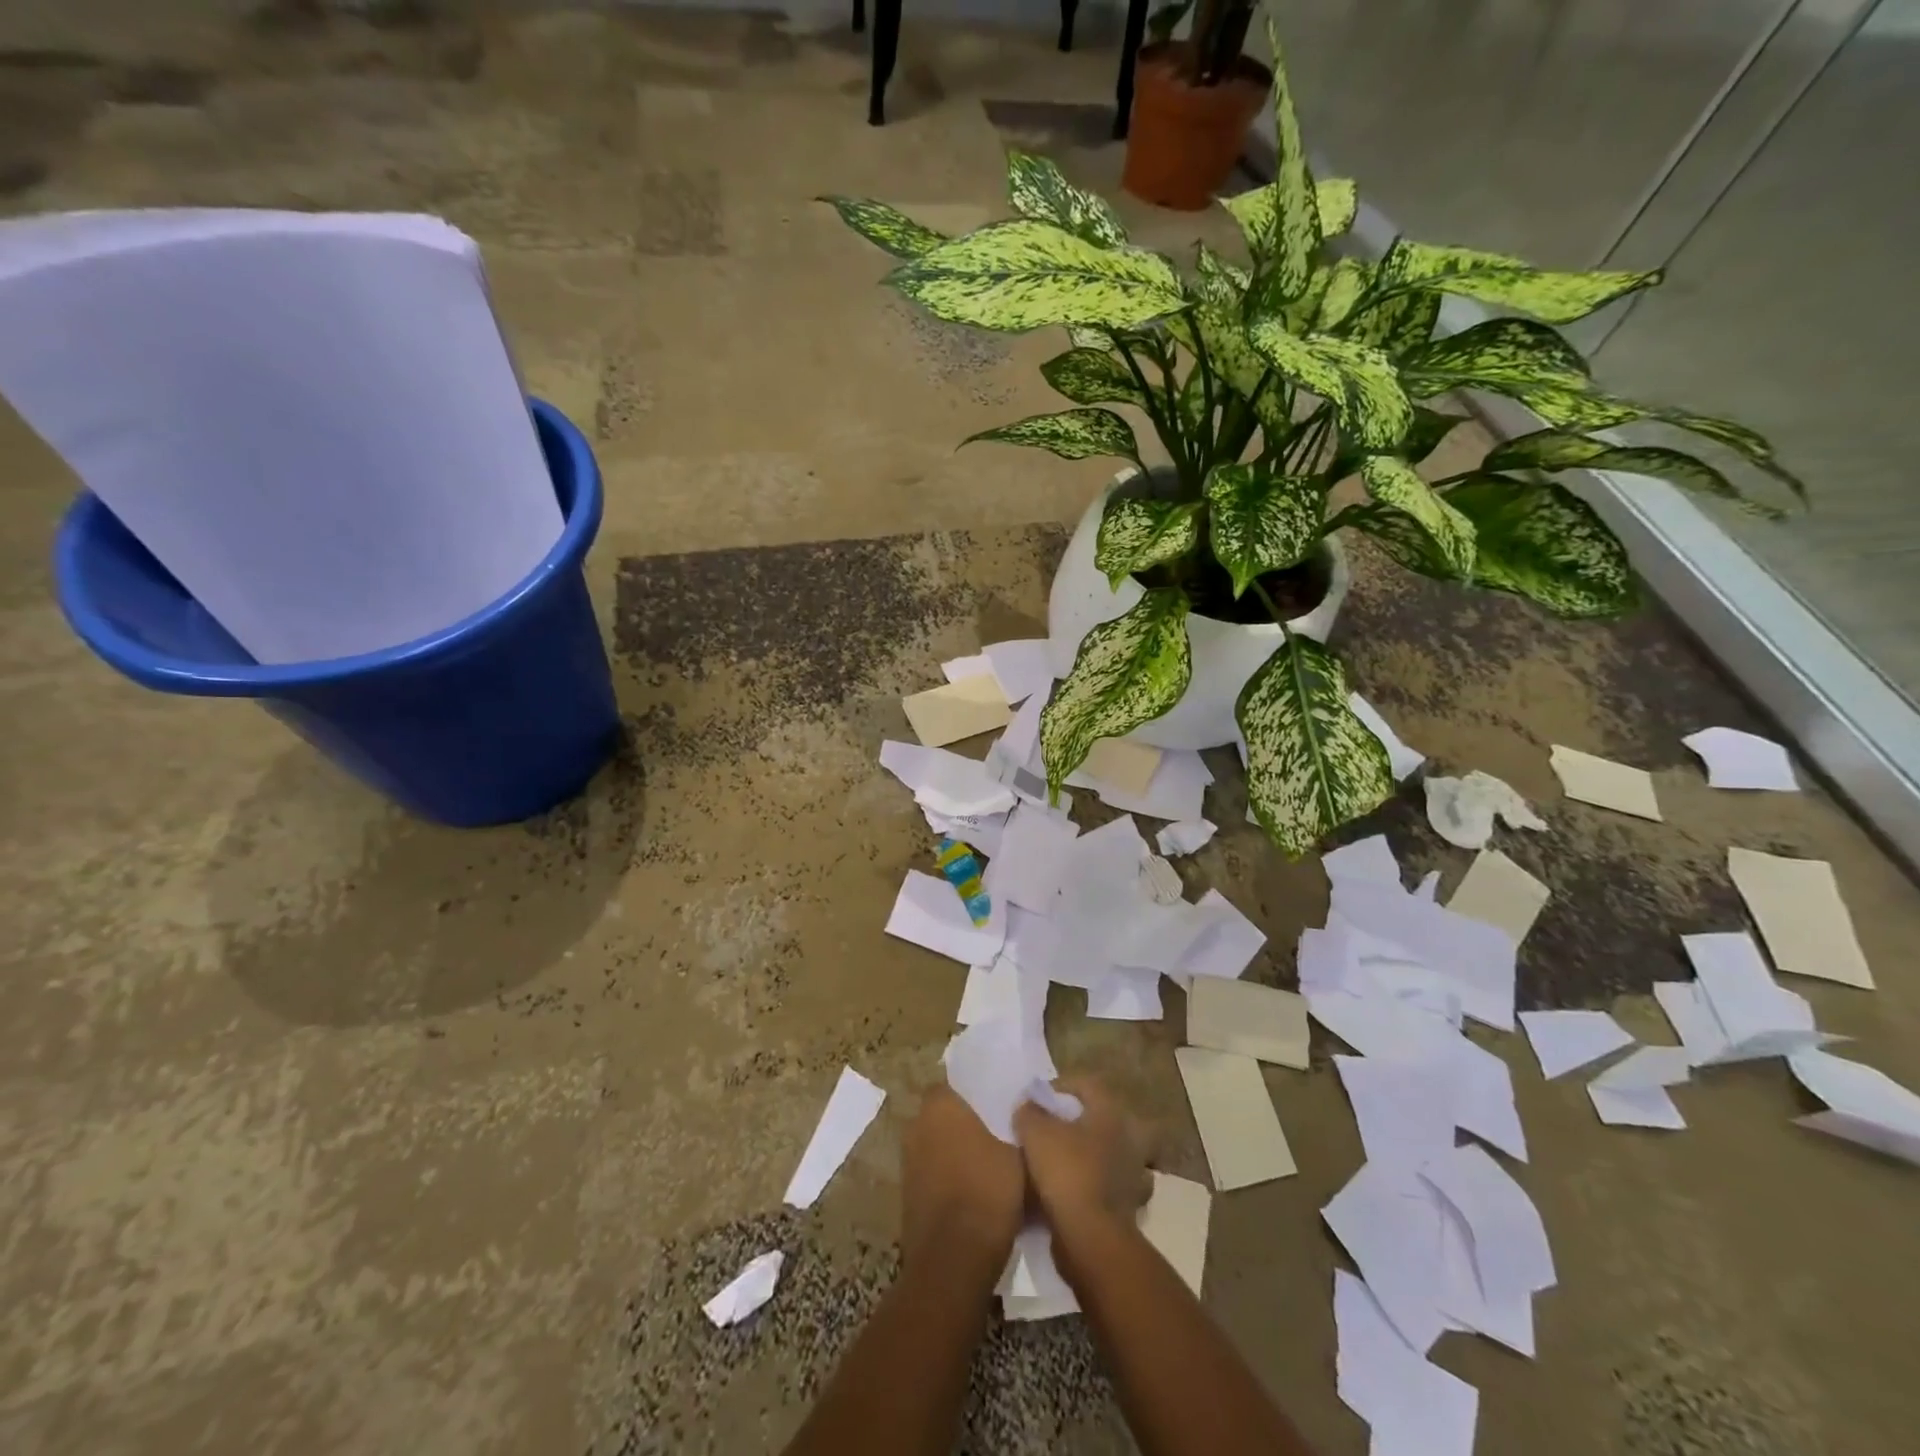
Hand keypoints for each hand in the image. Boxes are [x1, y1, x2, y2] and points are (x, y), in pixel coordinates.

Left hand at [900, 1086, 1025, 1273]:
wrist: (953, 1262)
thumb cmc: (987, 1193)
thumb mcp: (1019, 1154)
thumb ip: (1018, 1128)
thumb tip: (1023, 1117)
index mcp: (939, 1105)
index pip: (954, 1085)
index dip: (976, 1095)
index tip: (999, 1107)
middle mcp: (917, 1126)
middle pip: (945, 1117)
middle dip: (967, 1126)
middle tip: (1000, 1137)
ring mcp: (908, 1163)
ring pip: (939, 1148)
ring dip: (958, 1156)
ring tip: (992, 1170)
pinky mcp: (908, 1196)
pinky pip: (934, 1177)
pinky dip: (951, 1182)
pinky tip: (977, 1197)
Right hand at [1013, 1076, 1151, 1238]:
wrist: (1091, 1237)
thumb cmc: (1066, 1172)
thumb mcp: (1035, 1132)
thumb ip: (1030, 1112)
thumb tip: (1029, 1106)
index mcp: (1110, 1112)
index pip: (1087, 1085)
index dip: (1061, 1087)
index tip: (1039, 1099)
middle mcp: (1129, 1138)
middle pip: (1104, 1119)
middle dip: (1082, 1122)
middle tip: (1056, 1129)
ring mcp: (1134, 1174)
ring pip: (1111, 1154)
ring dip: (1092, 1156)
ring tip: (1064, 1162)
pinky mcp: (1130, 1207)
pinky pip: (1110, 1187)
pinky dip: (1095, 1187)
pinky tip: (1076, 1192)